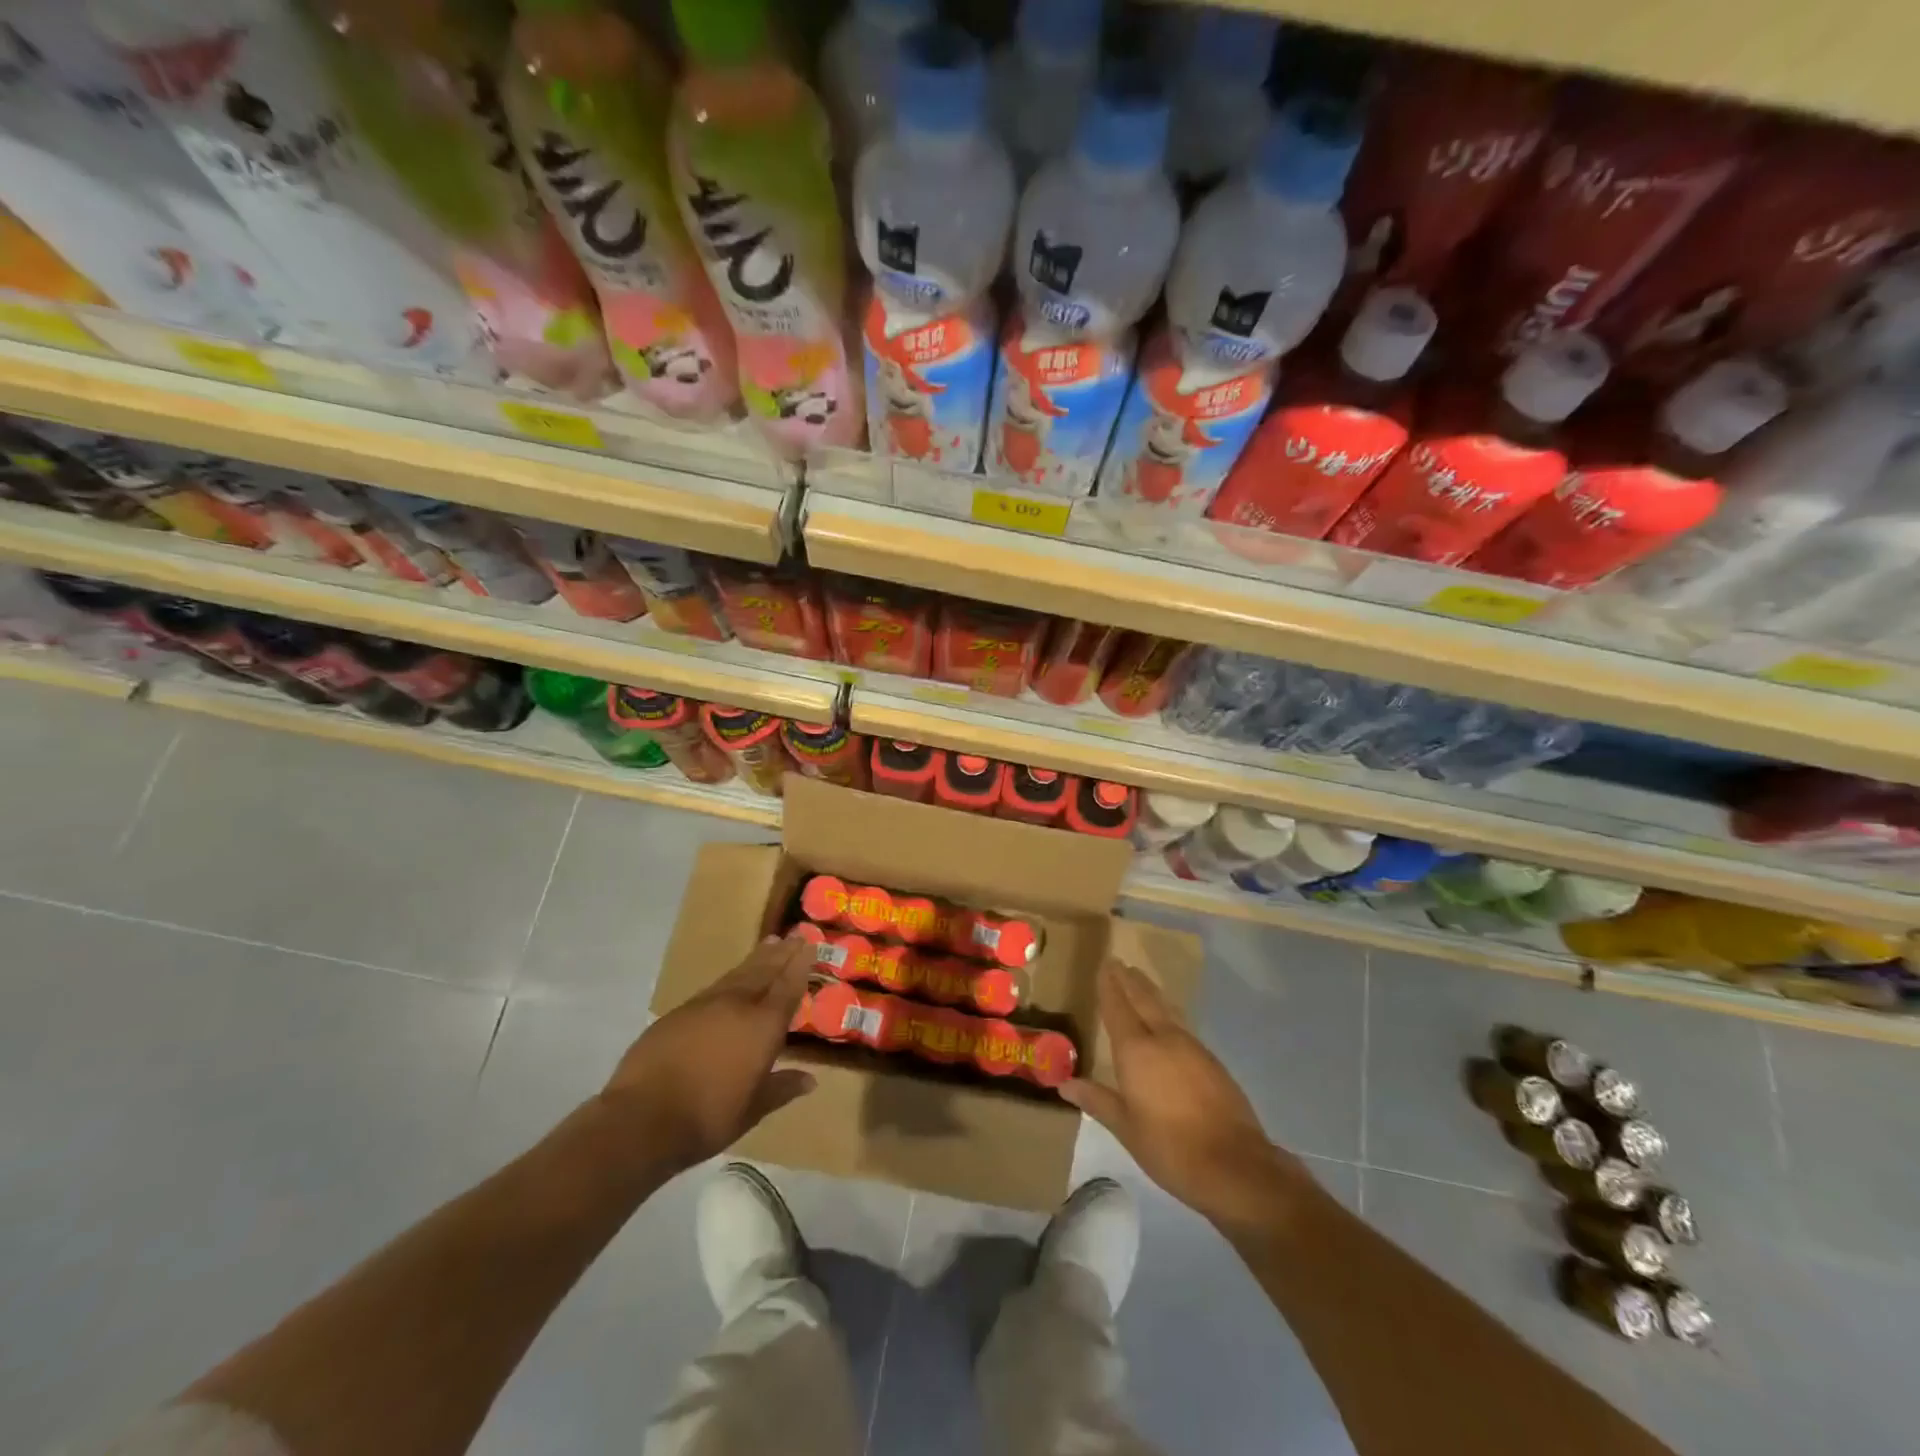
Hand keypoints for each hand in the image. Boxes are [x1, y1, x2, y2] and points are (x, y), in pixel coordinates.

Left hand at [599, 934, 817, 1176]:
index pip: (788, 987)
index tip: (810, 945)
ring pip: (738, 974)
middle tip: (795, 935)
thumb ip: (782, 1088)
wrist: (642, 1118)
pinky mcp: (678, 1013)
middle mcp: (737, 1006)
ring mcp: (705, 1006)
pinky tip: (732, 978)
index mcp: (762, 1026)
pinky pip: (714, 987)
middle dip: (781, 953)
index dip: (800, 965)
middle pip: (764, 971)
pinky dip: (731, 976)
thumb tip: (811, 1080)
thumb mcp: (753, 1110)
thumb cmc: (707, 1117)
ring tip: (770, 943)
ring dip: (757, 958)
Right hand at [1062, 960, 1306, 1227]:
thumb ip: (1097, 1100)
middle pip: (1144, 999)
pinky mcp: (1210, 1060)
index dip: (1109, 986)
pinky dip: (1167, 1012)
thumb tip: (1064, 1083)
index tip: (1104, 965)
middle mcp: (1163, 1039)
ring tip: (1139, 979)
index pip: (1118, 1008)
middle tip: (1118, 962)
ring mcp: (1191, 1047)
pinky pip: (1181, 1024)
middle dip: (1129, 980)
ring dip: (1150, 991)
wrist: (1235, 1166)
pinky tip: (1166, 1019)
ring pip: (1165, 1008)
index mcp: (1137, 1051)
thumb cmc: (1170, 1148)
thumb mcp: (1126, 1128)